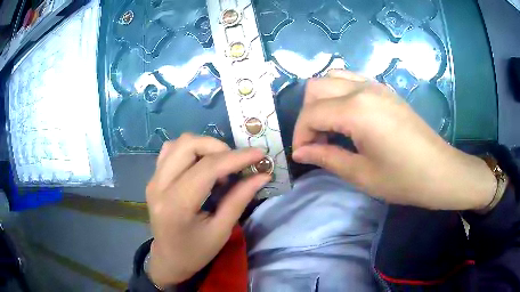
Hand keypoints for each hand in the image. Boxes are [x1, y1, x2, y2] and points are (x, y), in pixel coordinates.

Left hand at [146, 134, 269, 286]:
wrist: (168, 259)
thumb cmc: (195, 252)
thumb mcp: (221, 231)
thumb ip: (239, 200)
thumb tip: (261, 175)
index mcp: (176, 205)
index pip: (207, 168)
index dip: (236, 157)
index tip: (259, 153)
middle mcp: (159, 186)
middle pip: (188, 145)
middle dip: (218, 147)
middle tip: (235, 164)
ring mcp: (153, 179)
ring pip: (178, 143)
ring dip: (204, 147)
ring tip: (219, 166)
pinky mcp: (153, 178)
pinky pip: (171, 150)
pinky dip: (190, 150)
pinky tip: (201, 166)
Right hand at [292, 70, 495, 210]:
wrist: (440, 171)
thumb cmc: (403, 179)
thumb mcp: (362, 174)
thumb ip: (327, 158)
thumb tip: (301, 151)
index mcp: (356, 110)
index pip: (311, 113)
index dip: (300, 134)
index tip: (302, 155)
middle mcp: (363, 88)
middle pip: (316, 87)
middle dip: (307, 114)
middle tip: (315, 141)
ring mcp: (376, 85)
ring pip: (332, 76)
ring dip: (322, 100)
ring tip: (329, 127)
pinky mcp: (385, 90)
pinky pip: (351, 79)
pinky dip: (338, 93)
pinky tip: (346, 116)